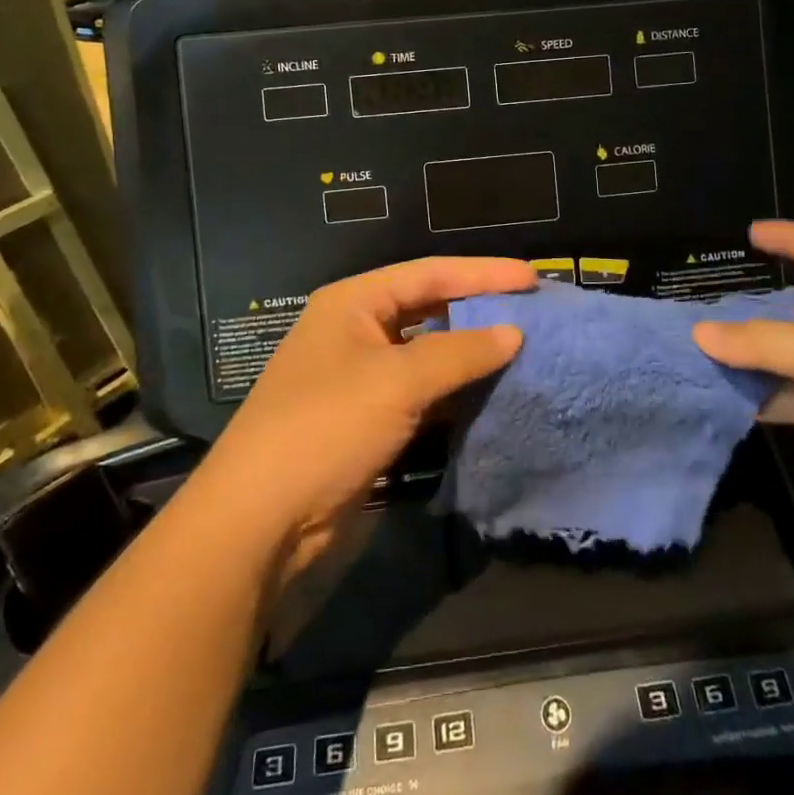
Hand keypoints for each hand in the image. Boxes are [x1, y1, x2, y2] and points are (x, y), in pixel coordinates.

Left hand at [200, 256, 535, 576]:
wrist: (261, 521)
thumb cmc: (327, 426)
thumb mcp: (397, 380)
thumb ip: (461, 352)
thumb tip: (515, 332)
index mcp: (353, 302)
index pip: (429, 273)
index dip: (483, 273)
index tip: (532, 279)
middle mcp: (356, 331)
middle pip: (429, 308)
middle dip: (478, 310)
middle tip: (532, 313)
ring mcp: (360, 379)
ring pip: (427, 354)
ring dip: (470, 354)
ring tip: (523, 351)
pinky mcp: (368, 422)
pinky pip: (422, 394)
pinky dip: (455, 392)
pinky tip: (491, 395)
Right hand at [694, 221, 793, 562]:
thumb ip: (761, 341)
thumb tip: (700, 333)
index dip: (790, 238)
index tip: (748, 234)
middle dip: (750, 308)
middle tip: (694, 307)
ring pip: (789, 356)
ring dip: (748, 356)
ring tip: (693, 350)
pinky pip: (792, 397)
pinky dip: (760, 396)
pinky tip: (720, 396)